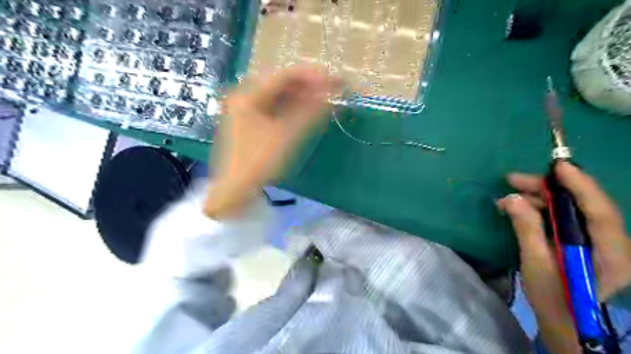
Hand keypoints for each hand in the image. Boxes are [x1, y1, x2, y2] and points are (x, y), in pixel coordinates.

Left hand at [204, 67, 343, 217]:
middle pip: (282, 85)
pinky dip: (292, 110)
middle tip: (332, 90)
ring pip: (279, 97)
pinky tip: (307, 112)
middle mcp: (245, 96)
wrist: (234, 191)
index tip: (334, 80)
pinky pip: (275, 109)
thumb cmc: (258, 162)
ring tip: (324, 99)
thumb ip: (309, 113)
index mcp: (248, 95)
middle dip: (308, 86)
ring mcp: (247, 110)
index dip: (312, 76)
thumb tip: (330, 96)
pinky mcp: (251, 122)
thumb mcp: (285, 136)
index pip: (284, 76)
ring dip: (302, 98)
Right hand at [498, 162, 630, 352]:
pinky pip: (564, 217)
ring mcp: (598, 241)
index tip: (558, 166)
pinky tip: (519, 208)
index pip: (599, 211)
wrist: (564, 321)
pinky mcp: (584, 241)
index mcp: (610, 252)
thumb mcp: (536, 263)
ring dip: (539, 199)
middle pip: (582, 204)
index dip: (580, 185)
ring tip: (508, 197)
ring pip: (571, 209)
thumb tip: (510, 199)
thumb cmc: (553, 297)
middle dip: (548, 189)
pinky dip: (541, 209)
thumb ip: (526, 229)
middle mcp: (610, 242)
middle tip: (513, 180)